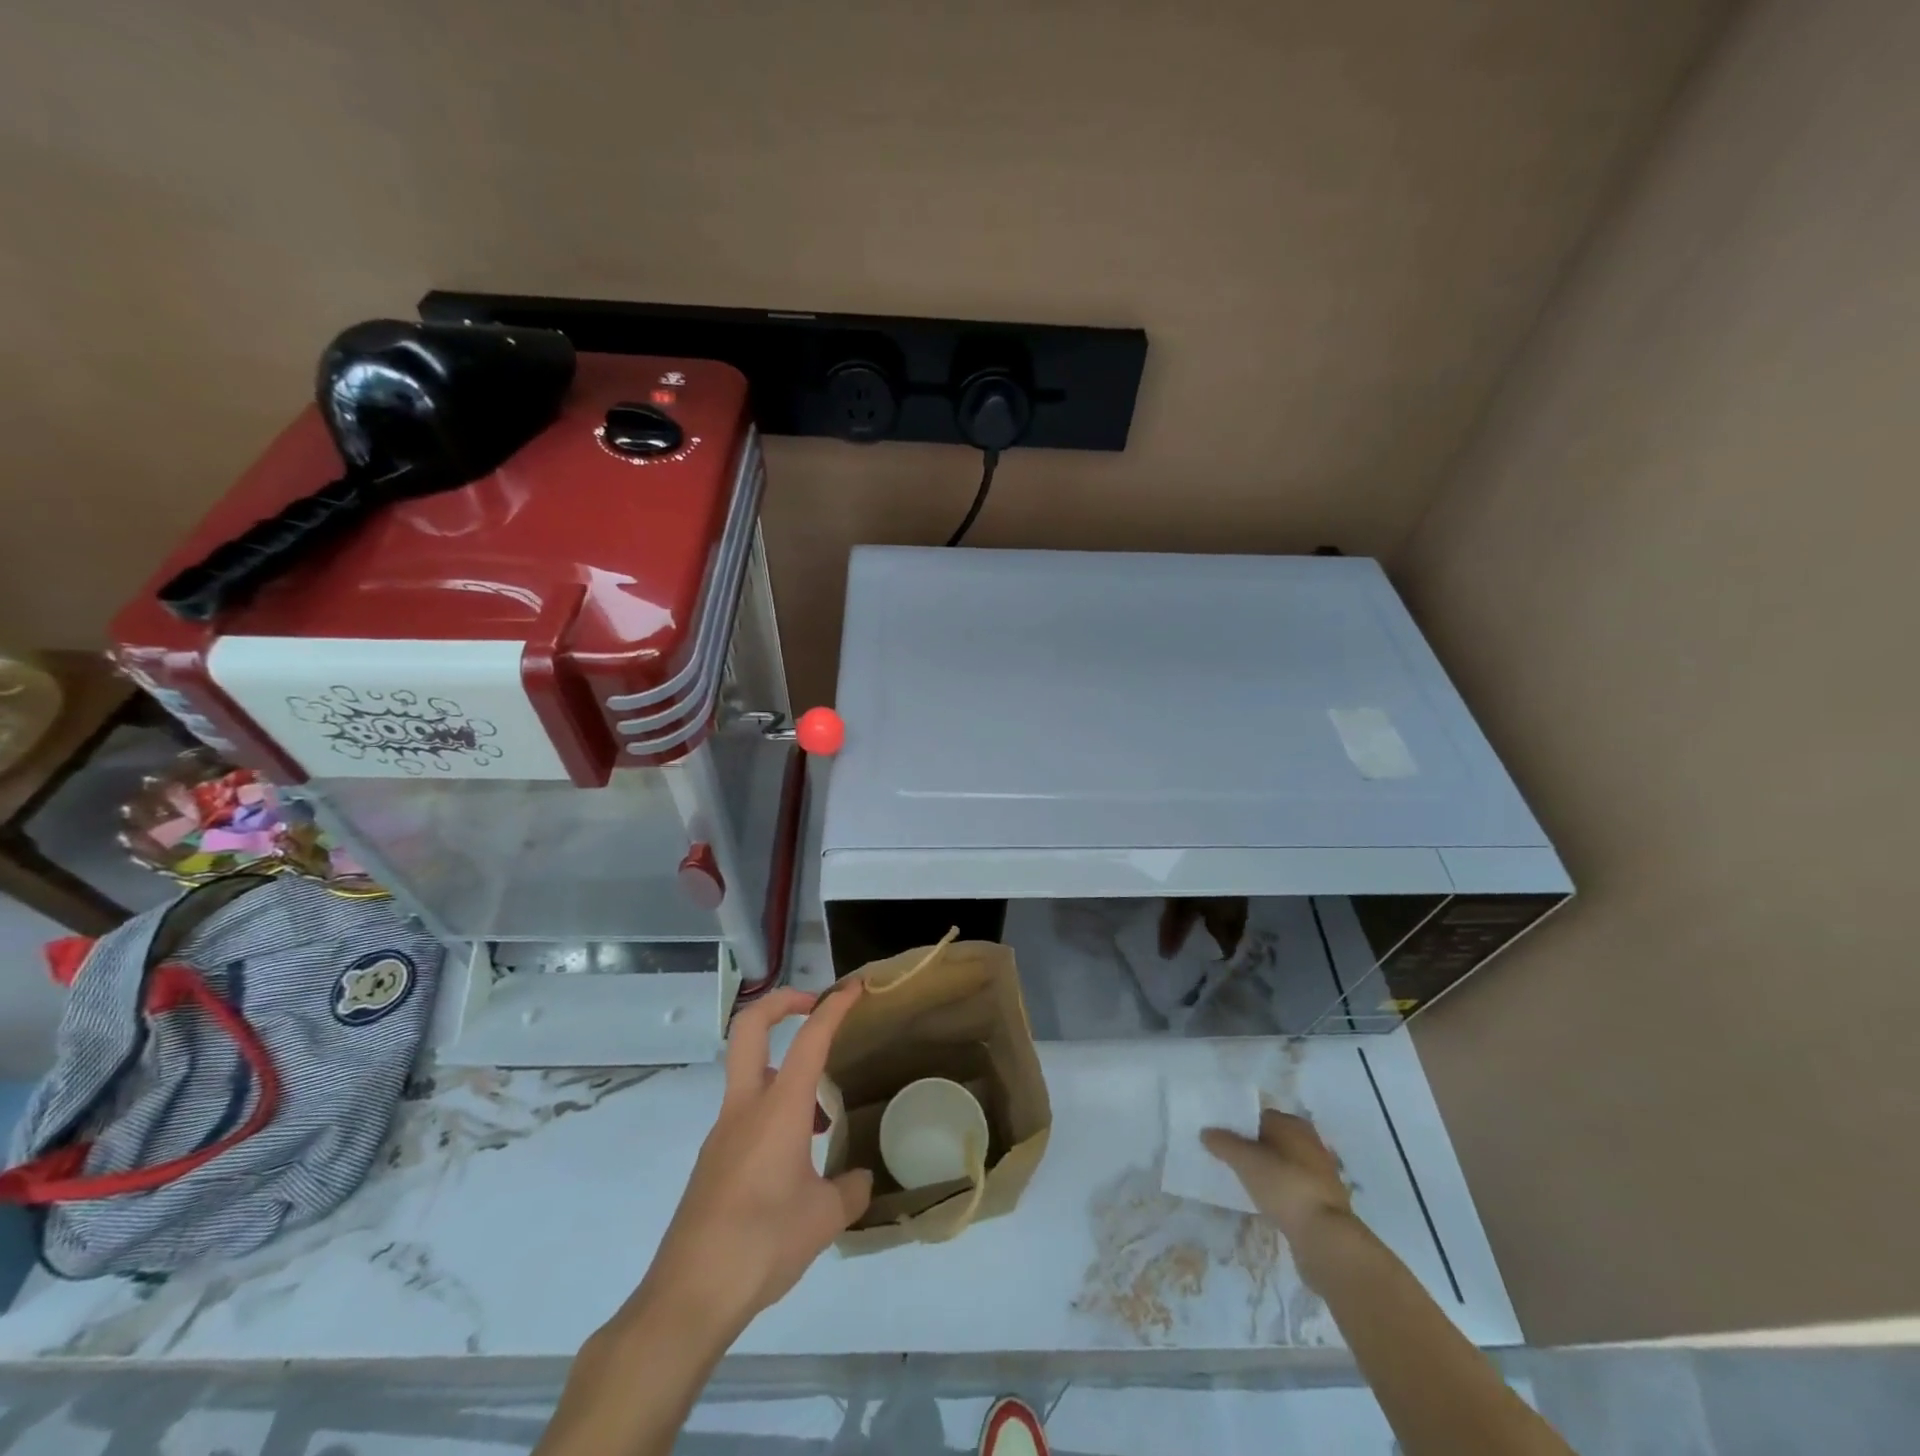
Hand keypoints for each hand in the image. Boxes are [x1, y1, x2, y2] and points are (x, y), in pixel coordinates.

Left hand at [628, 983, 872, 1344]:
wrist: (688, 1297)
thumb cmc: (762, 1245)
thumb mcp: (824, 1219)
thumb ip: (849, 1190)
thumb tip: (859, 1180)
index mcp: (778, 1109)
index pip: (809, 1039)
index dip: (833, 1006)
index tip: (854, 988)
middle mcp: (745, 1107)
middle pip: (750, 1028)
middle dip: (782, 1003)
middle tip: (815, 1007)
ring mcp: (722, 1133)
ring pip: (750, 1075)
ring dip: (784, 1070)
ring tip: (820, 1116)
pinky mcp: (712, 1161)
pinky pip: (746, 1114)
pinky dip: (773, 1112)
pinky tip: (794, 1160)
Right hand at [1201, 1108, 1352, 1241]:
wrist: (1325, 1237)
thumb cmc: (1284, 1185)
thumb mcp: (1245, 1161)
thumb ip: (1223, 1143)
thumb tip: (1206, 1132)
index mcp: (1293, 1124)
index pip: (1259, 1116)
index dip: (1238, 1125)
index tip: (1220, 1138)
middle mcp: (1310, 1142)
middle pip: (1272, 1140)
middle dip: (1252, 1148)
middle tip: (1227, 1159)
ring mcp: (1320, 1172)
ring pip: (1283, 1164)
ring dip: (1266, 1170)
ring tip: (1242, 1180)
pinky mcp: (1324, 1200)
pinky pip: (1292, 1186)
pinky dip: (1278, 1190)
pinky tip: (1264, 1201)